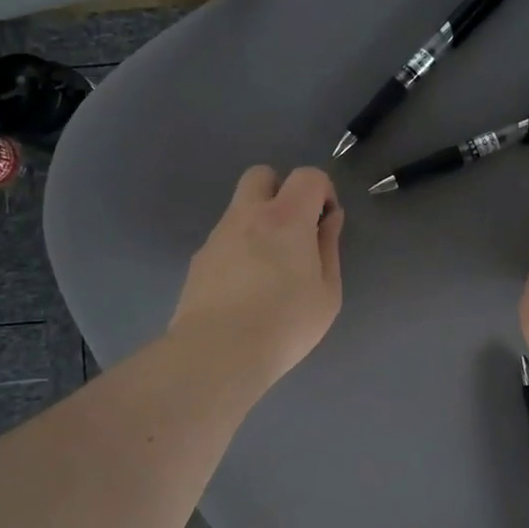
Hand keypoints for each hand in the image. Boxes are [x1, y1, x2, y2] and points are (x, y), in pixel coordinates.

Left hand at [169, 166, 344, 389]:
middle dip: (281, 190)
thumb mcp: (327, 292)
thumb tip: (329, 220)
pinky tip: (244, 288)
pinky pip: (224, 239)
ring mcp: (218, 235)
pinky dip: (238, 249)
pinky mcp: (199, 259)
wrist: (218, 352)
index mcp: (286, 217)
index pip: (307, 175)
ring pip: (239, 208)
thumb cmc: (286, 323)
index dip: (322, 191)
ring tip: (269, 268)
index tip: (325, 222)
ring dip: (258, 222)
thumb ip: (329, 248)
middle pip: (262, 175)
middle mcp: (248, 214)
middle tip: (293, 230)